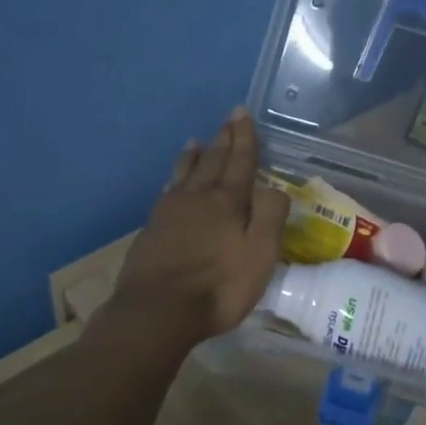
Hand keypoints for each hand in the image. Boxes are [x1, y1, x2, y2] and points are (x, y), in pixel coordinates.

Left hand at [103, 109, 288, 349]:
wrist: (156, 311)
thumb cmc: (218, 286)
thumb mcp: (259, 255)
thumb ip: (270, 217)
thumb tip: (274, 187)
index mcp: (227, 201)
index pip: (240, 161)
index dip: (244, 137)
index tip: (241, 112)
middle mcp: (197, 197)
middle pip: (212, 161)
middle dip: (223, 140)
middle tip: (227, 120)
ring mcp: (169, 211)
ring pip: (184, 173)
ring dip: (194, 156)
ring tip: (196, 142)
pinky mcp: (151, 229)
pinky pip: (168, 191)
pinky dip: (175, 179)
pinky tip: (172, 183)